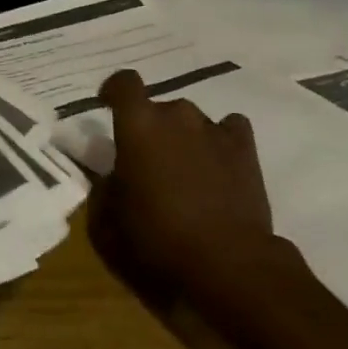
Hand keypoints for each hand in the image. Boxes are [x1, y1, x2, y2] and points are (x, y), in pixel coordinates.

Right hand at [91, 70, 279, 300]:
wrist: (227, 265)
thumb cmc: (157, 241)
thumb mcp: (107, 224)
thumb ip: (102, 190)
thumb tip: (109, 178)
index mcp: (138, 126)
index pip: (123, 83)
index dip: (114, 90)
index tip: (107, 105)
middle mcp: (176, 116)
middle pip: (158, 109)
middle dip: (150, 130)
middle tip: (148, 165)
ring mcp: (213, 129)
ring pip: (191, 121)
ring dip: (183, 139)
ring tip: (185, 174)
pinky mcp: (245, 149)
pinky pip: (229, 129)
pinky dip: (220, 141)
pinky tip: (218, 164)